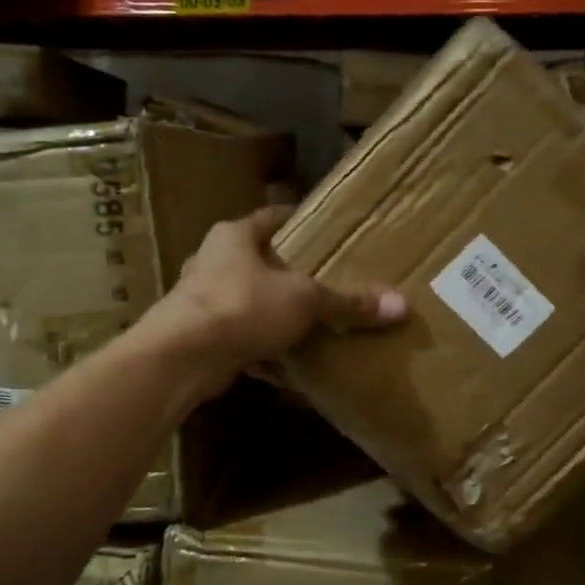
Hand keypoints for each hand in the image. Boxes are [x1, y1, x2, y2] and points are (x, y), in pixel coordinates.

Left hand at [155, 206, 405, 388]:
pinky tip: (284, 367)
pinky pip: (239, 339)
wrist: (183, 356)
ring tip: (307, 325)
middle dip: (287, 274)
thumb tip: (401, 305)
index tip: (324, 231)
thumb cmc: (243, 306)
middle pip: (257, 262)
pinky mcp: (198, 337)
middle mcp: (212, 262)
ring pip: (247, 302)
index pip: (272, 218)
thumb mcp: (305, 301)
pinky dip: (260, 351)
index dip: (298, 222)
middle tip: (323, 283)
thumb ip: (348, 303)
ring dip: (272, 314)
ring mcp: (202, 301)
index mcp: (234, 237)